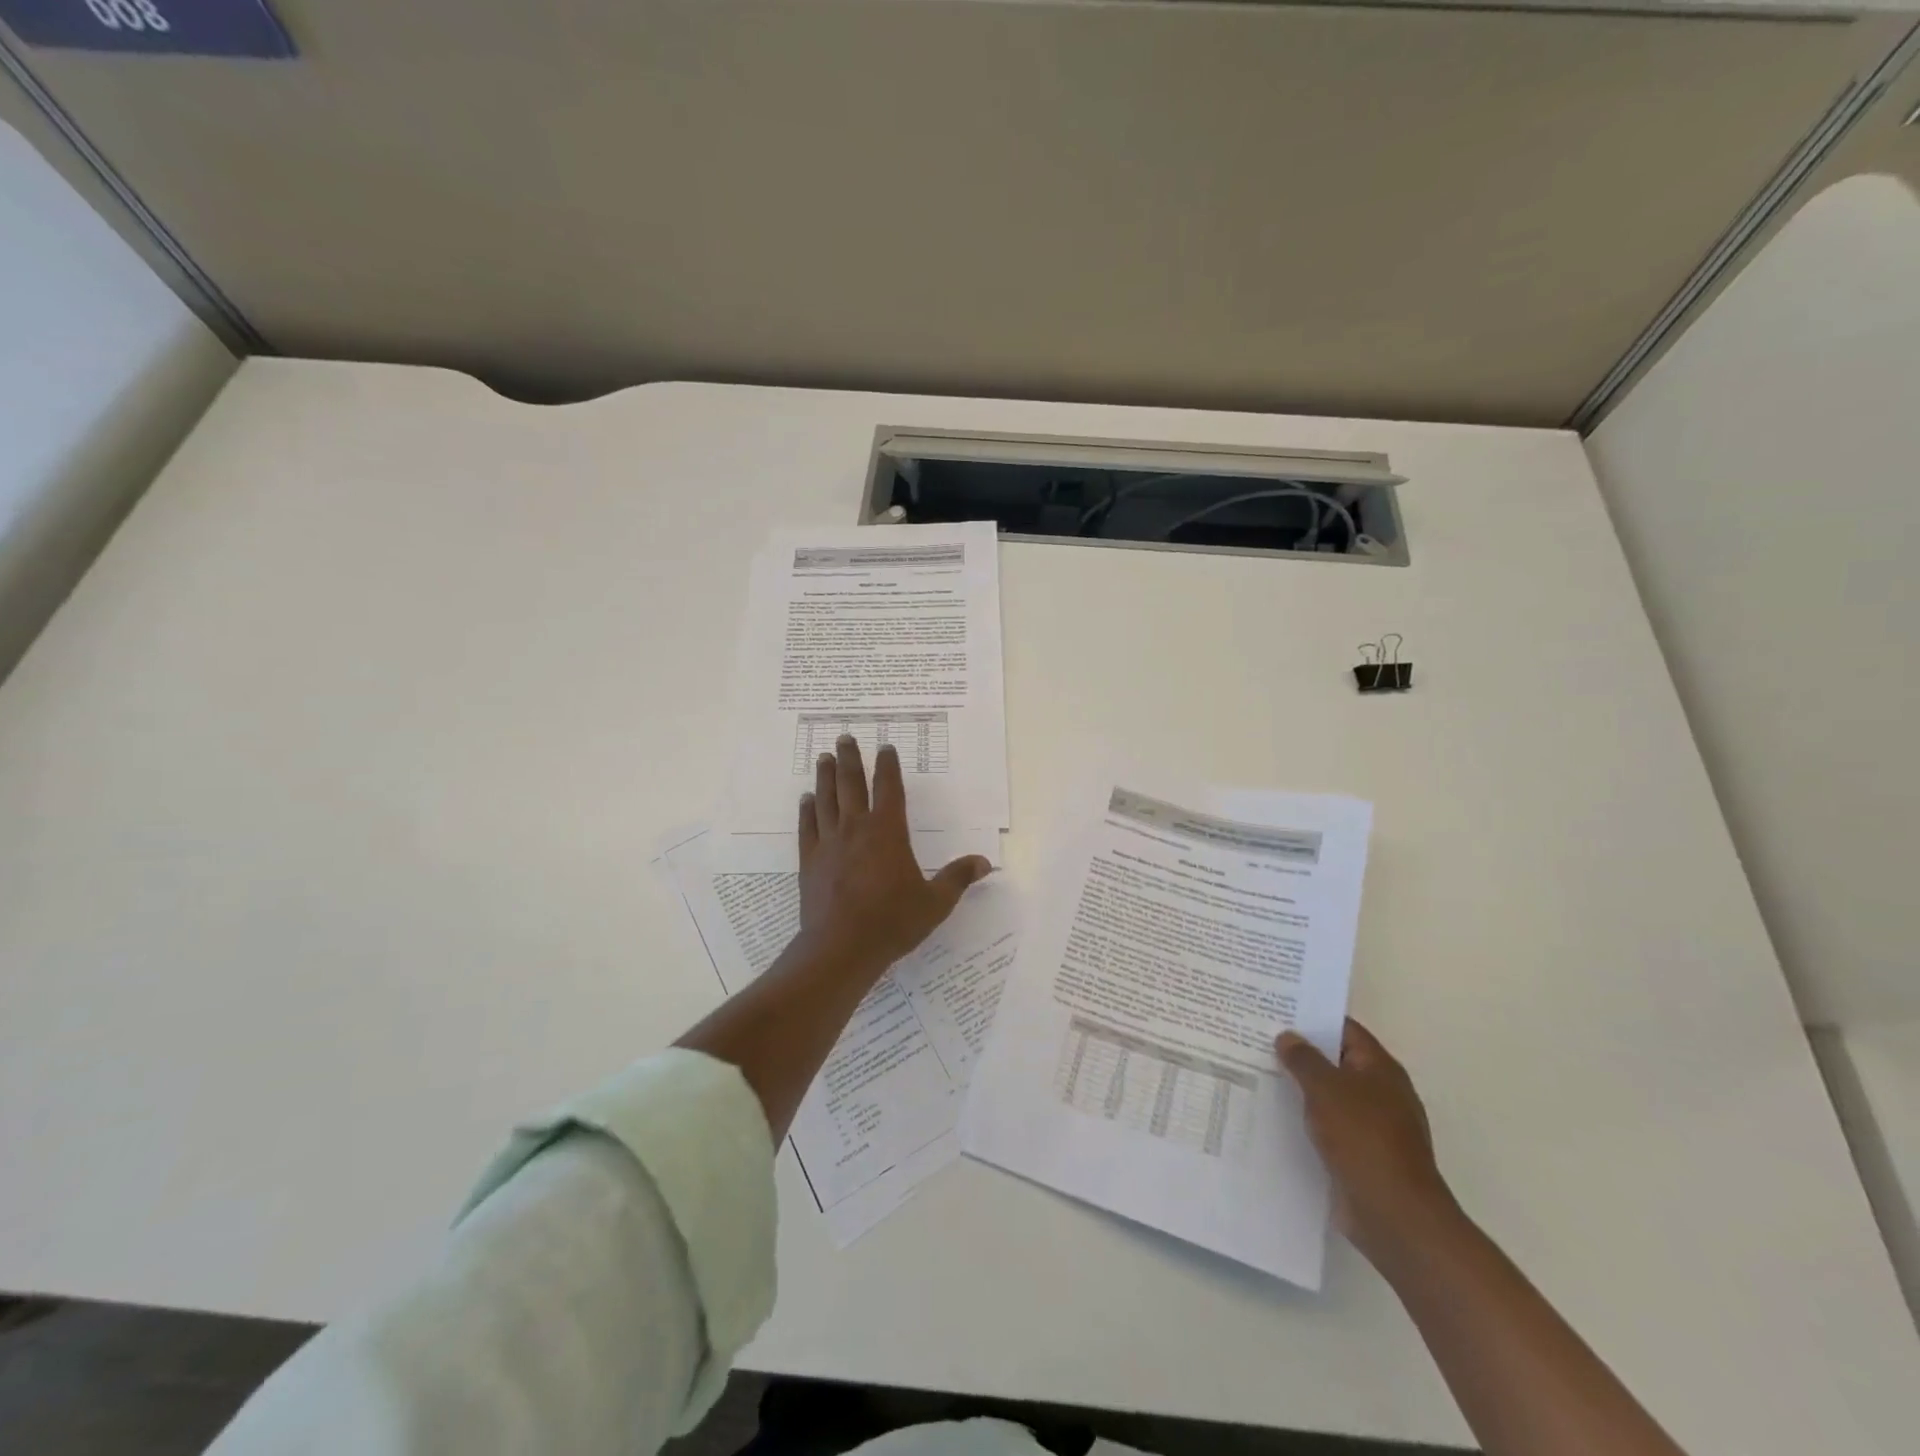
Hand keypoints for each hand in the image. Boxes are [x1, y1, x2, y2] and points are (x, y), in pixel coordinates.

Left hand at [796, 734, 992, 981]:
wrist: (841, 947)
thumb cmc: (892, 922)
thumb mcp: (935, 902)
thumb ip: (958, 878)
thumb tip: (984, 862)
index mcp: (888, 831)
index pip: (888, 788)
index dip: (888, 766)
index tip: (885, 747)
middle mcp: (856, 828)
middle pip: (851, 784)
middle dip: (849, 759)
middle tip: (845, 738)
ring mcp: (829, 843)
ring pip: (826, 799)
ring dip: (825, 776)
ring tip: (824, 757)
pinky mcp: (810, 861)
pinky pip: (808, 827)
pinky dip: (808, 810)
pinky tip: (807, 799)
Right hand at [1277, 1019, 1458, 1266]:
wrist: (1395, 1216)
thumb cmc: (1363, 1139)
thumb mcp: (1326, 1089)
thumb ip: (1304, 1059)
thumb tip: (1288, 1036)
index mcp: (1380, 1069)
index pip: (1344, 1029)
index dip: (1312, 1017)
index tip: (1276, 1010)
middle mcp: (1380, 1093)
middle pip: (1336, 1062)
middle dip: (1301, 1053)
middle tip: (1258, 1039)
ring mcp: (1373, 1127)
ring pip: (1330, 1096)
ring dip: (1301, 1089)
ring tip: (1257, 1074)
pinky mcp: (1361, 1156)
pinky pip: (1328, 1127)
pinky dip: (1306, 1121)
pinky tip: (1275, 1117)